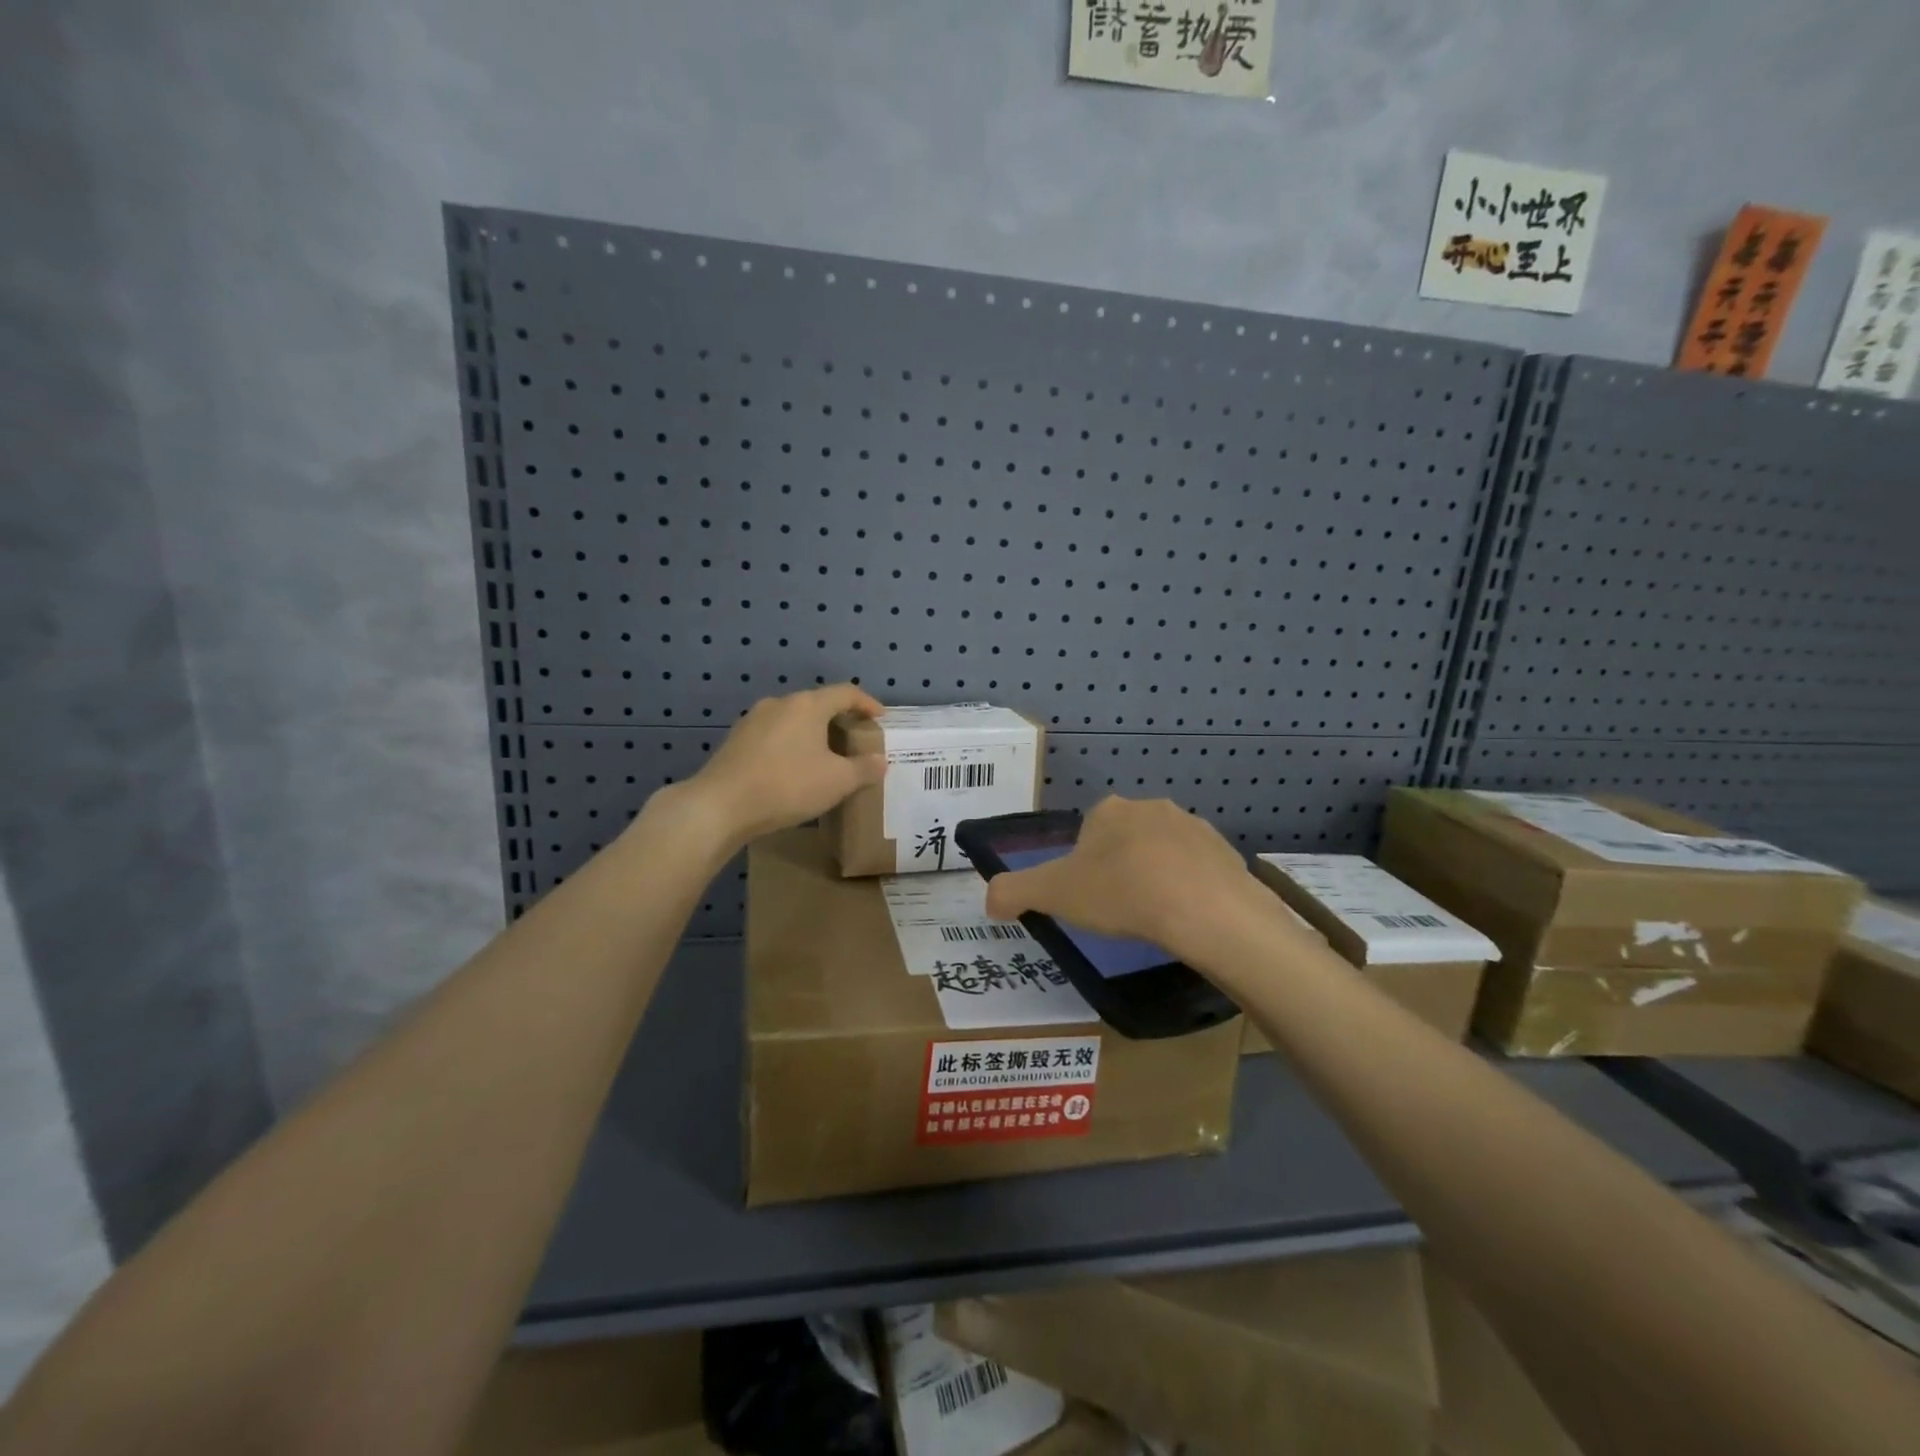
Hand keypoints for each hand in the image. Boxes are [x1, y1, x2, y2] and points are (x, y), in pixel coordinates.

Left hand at [674, 684, 885, 850]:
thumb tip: (880, 761)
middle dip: (839, 719)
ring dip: (812, 733)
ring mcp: (753, 720)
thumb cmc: (787, 785)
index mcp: (807, 705)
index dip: (866, 703)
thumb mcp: (837, 781)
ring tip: (824, 755)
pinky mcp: (735, 740)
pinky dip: (790, 744)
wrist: (720, 805)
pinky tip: (792, 767)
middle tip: (854, 739)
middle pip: (817, 704)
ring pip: (792, 719)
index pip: (845, 692)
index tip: (880, 717)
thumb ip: (863, 769)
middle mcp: (779, 703)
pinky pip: (773, 735)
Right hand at [984, 797, 1272, 968]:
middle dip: (1121, 868)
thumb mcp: (1053, 894)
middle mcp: (1152, 807)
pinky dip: (1191, 890)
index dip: (1084, 866)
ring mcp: (1194, 827)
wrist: (1206, 911)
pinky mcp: (1226, 853)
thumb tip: (990, 898)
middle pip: (1127, 839)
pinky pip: (1199, 871)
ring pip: (1164, 853)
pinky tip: (1188, 919)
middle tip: (1120, 910)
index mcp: (1108, 810)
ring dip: (1158, 877)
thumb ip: (1014, 891)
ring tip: (1156, 918)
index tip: (1088, 898)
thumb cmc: (1122, 894)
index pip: (1088, 832)